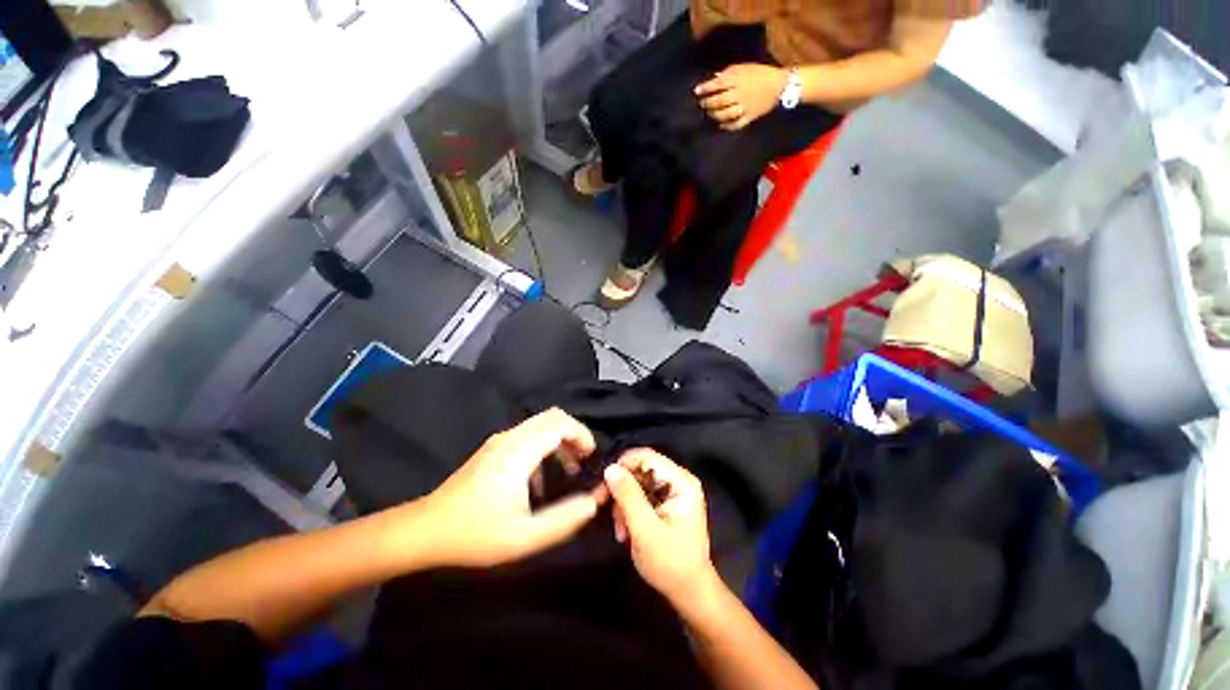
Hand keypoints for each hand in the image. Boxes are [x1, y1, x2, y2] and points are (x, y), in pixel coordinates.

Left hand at [418, 408, 605, 567]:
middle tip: (583, 461)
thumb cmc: (475, 533)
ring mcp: (500, 441)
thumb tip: (594, 500)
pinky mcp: (493, 448)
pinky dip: (545, 446)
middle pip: (552, 417)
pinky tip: (541, 480)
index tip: (591, 458)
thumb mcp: (525, 536)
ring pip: (540, 425)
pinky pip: (528, 435)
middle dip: (574, 434)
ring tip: (569, 470)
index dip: (582, 435)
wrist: (425, 530)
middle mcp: (510, 437)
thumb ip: (565, 518)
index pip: (560, 423)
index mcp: (519, 451)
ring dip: (560, 440)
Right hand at [604, 449, 717, 605]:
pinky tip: (626, 531)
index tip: (604, 482)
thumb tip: (610, 468)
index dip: (624, 464)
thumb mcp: (645, 529)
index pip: (647, 457)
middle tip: (604, 507)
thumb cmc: (670, 563)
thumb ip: (628, 496)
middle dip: (622, 489)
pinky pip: (641, 496)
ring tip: (620, 530)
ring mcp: (672, 492)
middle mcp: (678, 481)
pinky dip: (630, 510)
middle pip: (641, 469)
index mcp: (681, 482)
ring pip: (638, 483)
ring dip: (624, 503)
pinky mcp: (666, 503)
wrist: (689, 592)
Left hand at [695, 63, 788, 130]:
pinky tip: (721, 124)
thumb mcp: (745, 67)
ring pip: (725, 114)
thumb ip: (729, 73)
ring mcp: (744, 107)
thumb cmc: (760, 73)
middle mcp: (739, 93)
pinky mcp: (749, 117)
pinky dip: (726, 126)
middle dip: (708, 103)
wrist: (780, 85)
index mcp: (738, 79)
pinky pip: (735, 124)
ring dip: (714, 115)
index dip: (705, 88)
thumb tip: (714, 79)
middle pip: (719, 100)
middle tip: (702, 104)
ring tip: (710, 113)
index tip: (697, 91)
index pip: (718, 84)